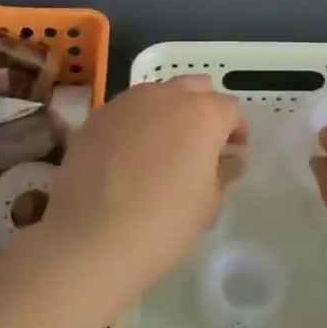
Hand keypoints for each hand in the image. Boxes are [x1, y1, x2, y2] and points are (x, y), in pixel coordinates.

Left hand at [40, 76, 245, 304]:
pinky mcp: (95, 117)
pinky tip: (128, 156)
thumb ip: (223, 173)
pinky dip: (135, 124)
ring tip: (162, 147)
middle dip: (203, 109)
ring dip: (167, 111)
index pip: (230, 109)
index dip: (236, 130)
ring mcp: (126, 103)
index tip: (233, 152)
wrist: (90, 239)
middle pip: (194, 88)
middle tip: (200, 142)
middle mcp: (166, 96)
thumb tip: (230, 160)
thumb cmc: (163, 224)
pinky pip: (125, 111)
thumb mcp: (207, 204)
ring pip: (157, 94)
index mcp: (202, 114)